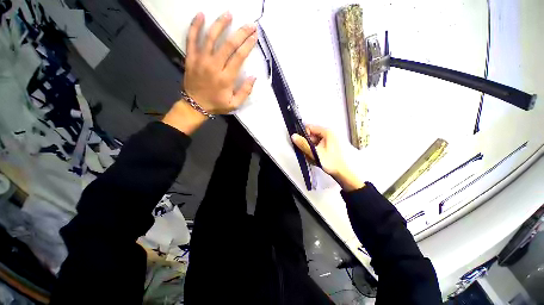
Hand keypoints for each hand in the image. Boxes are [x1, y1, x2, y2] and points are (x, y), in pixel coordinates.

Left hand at [184, 12, 257, 113]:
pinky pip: (191, 38)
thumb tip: (253, 77)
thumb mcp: (234, 104)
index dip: (248, 45)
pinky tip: (201, 14)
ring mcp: (201, 60)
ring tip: (229, 13)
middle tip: (249, 24)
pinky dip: (195, 26)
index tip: (255, 36)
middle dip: (241, 33)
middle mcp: (214, 66)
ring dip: (221, 24)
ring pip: (211, 37)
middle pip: (229, 44)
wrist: (195, 105)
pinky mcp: (191, 58)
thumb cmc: (216, 104)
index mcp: (226, 78)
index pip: (239, 57)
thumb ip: (245, 91)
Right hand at [291, 125, 364, 190]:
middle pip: (312, 135)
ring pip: (315, 143)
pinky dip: (316, 153)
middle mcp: (330, 134)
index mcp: (327, 132)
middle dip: (308, 145)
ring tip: (314, 158)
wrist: (347, 174)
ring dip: (312, 150)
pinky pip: (319, 147)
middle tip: (308, 153)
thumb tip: (294, 136)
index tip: (302, 144)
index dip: (304, 135)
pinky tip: (318, 160)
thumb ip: (303, 144)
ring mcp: (331, 141)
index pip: (309, 127)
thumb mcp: (316, 153)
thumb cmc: (334, 163)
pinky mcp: (331, 148)